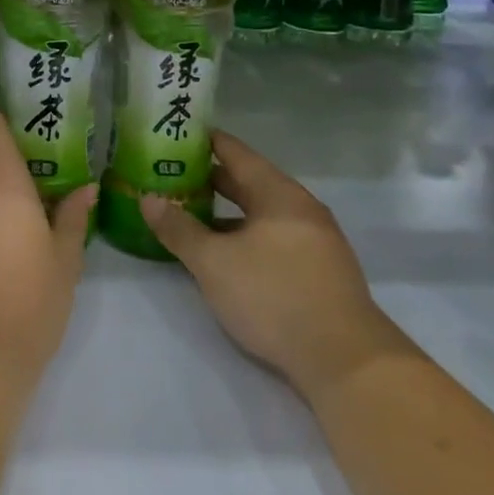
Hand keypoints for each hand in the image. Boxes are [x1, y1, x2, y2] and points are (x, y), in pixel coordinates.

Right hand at [142, 131, 405, 400]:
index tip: (179, 134)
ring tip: (193, 213)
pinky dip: (246, 234)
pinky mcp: (320, 271)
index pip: (237, 153)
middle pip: (251, 182)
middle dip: (213, 179)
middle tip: (174, 175)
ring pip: (263, 213)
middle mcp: (301, 208)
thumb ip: (179, 228)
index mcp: (278, 194)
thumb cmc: (274, 296)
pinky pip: (275, 237)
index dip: (206, 142)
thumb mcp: (214, 263)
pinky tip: (227, 253)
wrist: (345, 360)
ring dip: (229, 212)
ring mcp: (316, 240)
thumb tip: (148, 198)